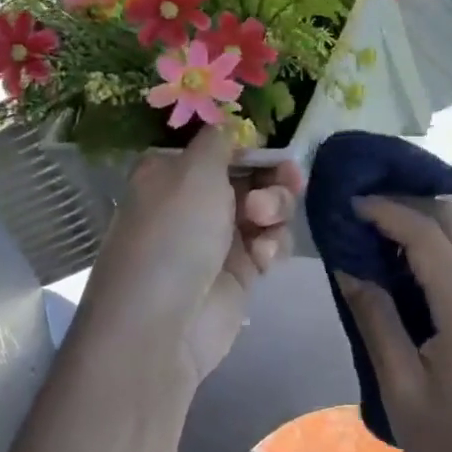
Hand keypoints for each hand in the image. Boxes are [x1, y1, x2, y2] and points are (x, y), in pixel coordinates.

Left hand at [77, 128, 301, 392]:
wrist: (161, 326)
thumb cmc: (174, 235)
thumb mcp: (194, 171)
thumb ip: (220, 141)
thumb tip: (230, 125)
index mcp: (173, 172)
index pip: (222, 146)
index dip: (252, 145)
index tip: (274, 148)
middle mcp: (194, 201)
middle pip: (252, 174)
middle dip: (273, 177)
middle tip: (289, 181)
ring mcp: (218, 237)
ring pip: (268, 207)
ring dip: (276, 209)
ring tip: (263, 224)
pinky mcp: (239, 271)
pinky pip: (270, 242)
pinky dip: (272, 244)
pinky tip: (263, 257)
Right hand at [336, 196, 451, 451]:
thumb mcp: (400, 386)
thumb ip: (375, 319)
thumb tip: (348, 268)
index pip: (423, 231)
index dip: (384, 210)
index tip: (346, 204)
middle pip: (450, 219)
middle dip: (405, 203)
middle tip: (359, 212)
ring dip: (419, 223)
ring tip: (371, 233)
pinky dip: (430, 247)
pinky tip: (398, 266)